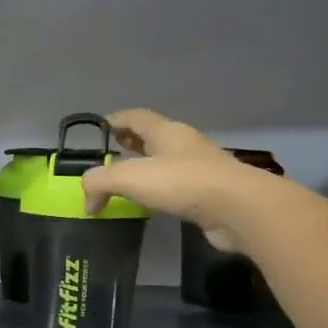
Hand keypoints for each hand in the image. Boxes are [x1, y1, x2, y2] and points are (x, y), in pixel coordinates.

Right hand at [83, 107, 282, 247]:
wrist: (239, 209)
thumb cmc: (183, 183)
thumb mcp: (129, 177)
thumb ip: (99, 182)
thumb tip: (87, 199)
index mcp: (166, 132)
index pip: (136, 117)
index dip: (117, 119)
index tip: (100, 126)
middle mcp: (184, 145)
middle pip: (152, 137)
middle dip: (131, 142)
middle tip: (111, 152)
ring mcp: (199, 169)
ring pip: (165, 162)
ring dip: (145, 168)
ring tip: (125, 182)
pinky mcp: (207, 194)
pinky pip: (175, 186)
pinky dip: (158, 190)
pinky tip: (148, 203)